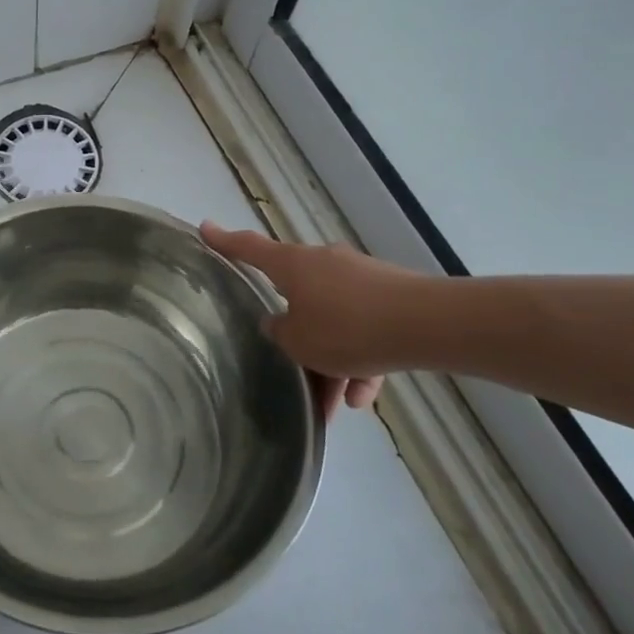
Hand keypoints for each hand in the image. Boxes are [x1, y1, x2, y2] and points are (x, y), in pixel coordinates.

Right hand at [202, 223, 435, 419]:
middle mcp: (322, 264)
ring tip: (335, 405)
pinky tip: (363, 397)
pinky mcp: (390, 297)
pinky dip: (360, 361)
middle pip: (296, 296)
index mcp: (292, 265)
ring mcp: (359, 278)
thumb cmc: (348, 328)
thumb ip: (280, 333)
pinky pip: (364, 330)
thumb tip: (279, 324)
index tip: (204, 229)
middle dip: (297, 338)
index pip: (248, 249)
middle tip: (294, 373)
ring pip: (333, 320)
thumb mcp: (299, 341)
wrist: (429, 325)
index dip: (224, 242)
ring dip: (331, 360)